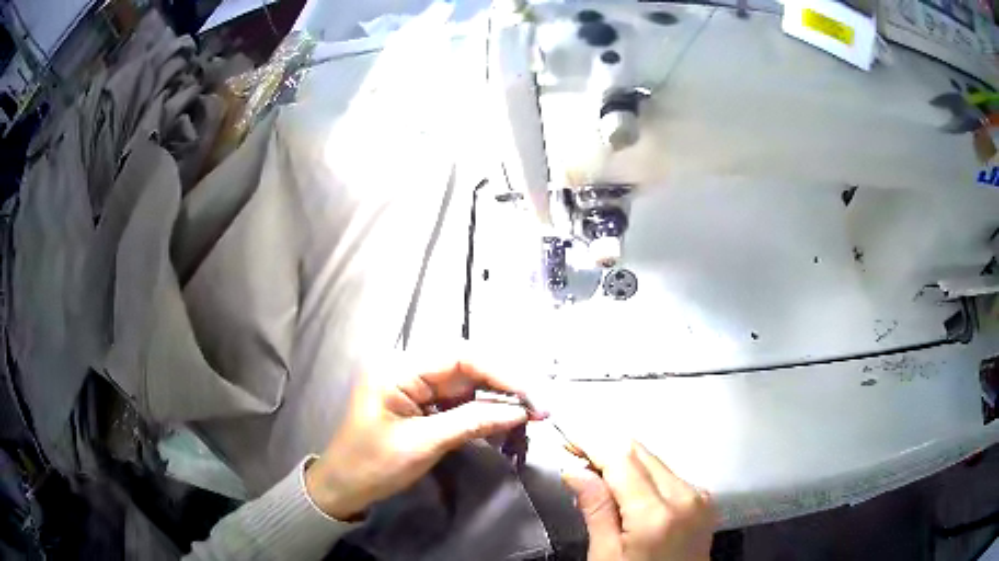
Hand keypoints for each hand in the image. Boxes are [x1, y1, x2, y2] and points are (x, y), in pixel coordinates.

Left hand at [304, 352, 544, 519]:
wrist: (344, 487)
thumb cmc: (373, 465)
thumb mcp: (422, 444)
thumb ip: (471, 423)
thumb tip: (520, 412)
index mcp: (399, 369)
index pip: (460, 356)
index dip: (501, 371)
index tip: (533, 395)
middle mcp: (408, 369)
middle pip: (467, 367)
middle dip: (504, 384)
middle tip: (539, 405)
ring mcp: (415, 387)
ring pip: (466, 384)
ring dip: (497, 398)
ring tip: (530, 412)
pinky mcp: (421, 405)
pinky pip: (458, 401)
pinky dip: (482, 411)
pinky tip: (504, 419)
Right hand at [563, 442, 716, 560]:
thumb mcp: (606, 555)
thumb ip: (595, 509)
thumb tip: (575, 470)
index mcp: (657, 515)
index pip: (622, 459)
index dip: (593, 443)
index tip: (569, 438)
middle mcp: (686, 497)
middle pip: (641, 452)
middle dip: (607, 447)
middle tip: (576, 454)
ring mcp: (700, 497)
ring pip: (655, 460)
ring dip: (625, 461)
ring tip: (597, 475)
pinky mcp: (704, 500)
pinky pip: (669, 474)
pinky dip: (644, 474)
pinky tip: (626, 488)